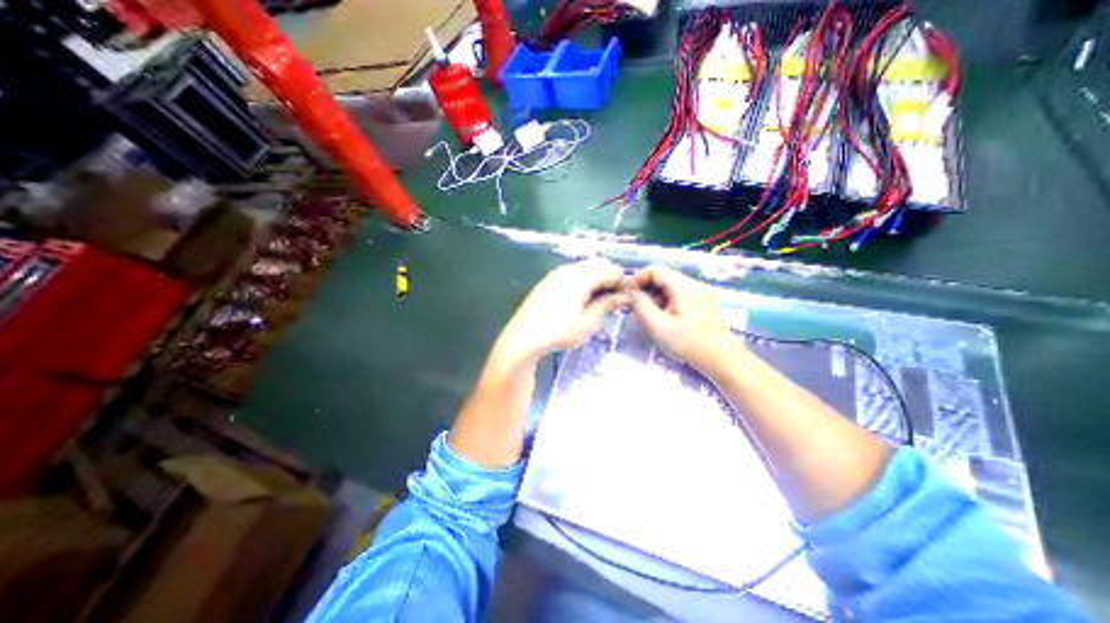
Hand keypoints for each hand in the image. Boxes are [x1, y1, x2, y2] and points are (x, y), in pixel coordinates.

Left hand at [492, 257, 621, 365]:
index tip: (627, 299)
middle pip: (597, 265)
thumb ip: (607, 305)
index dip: (622, 282)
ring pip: (584, 269)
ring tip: (598, 302)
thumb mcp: (589, 322)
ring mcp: (556, 274)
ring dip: (596, 280)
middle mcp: (569, 269)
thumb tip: (625, 297)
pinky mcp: (548, 281)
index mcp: (582, 276)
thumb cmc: (559, 332)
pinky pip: (572, 274)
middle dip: (609, 279)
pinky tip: (580, 300)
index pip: (610, 269)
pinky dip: (583, 282)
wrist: (524, 338)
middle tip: (613, 300)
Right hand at [628, 266, 738, 377]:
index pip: (657, 269)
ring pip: (672, 287)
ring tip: (650, 317)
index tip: (629, 294)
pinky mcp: (705, 303)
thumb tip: (632, 293)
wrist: (724, 360)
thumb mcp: (659, 327)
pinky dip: (668, 302)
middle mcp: (695, 285)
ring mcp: (702, 294)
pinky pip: (680, 295)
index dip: (639, 278)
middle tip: (637, 308)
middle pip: (664, 277)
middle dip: (647, 289)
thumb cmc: (689, 344)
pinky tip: (665, 319)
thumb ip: (642, 307)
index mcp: (684, 287)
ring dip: (656, 297)